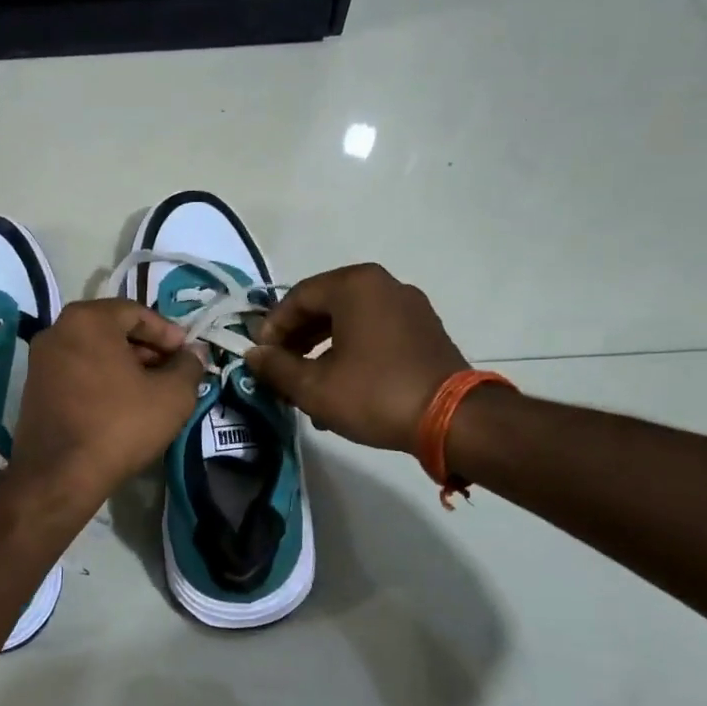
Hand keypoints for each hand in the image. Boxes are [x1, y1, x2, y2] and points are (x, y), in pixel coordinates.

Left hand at [12, 299, 204, 505]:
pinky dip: (101, 379)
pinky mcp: (33, 388)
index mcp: (88, 319)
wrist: (60, 475)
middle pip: (112, 329)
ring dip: (124, 365)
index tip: (186, 355)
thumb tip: (194, 353)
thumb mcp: (172, 395)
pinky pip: (76, 371)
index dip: (167, 332)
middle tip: (171, 372)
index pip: (136, 312)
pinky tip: (121, 405)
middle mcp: (57, 330)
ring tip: (150, 391)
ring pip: (93, 351)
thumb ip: (189, 366)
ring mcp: (40, 359)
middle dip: (146, 348)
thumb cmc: (119, 425)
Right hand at [245, 263, 468, 453]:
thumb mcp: (314, 386)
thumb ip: (276, 367)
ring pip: (349, 323)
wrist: (453, 420)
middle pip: (324, 307)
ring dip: (321, 351)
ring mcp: (409, 307)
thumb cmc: (375, 394)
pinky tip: (339, 390)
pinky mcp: (424, 331)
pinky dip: (350, 353)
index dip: (272, 328)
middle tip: (279, 372)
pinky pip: (374, 334)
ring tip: (305, 387)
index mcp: (355, 286)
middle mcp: (383, 285)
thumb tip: (253, 355)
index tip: (260, 358)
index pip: (297, 298)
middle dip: (296, 341)